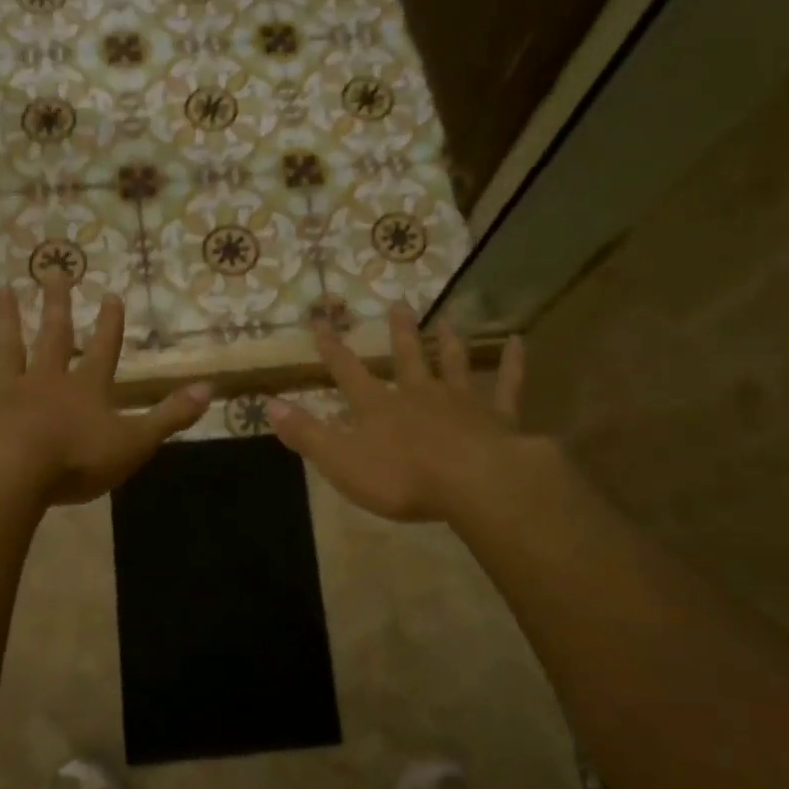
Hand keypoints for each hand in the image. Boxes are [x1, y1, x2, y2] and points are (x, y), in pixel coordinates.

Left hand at [0, 281, 211, 505]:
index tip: (112, 294)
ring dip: (6, 320)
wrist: (14, 472)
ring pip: (7, 349)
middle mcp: (47, 381)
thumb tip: (210, 388)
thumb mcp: (136, 441)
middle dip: (57, 305)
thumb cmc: (78, 459)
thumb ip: (170, 415)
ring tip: (2, 290)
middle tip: (54, 271)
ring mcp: (8, 393)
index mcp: (87, 389)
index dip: (111, 325)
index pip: (105, 350)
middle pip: (54, 337)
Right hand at [265, 305, 532, 522]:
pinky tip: (519, 341)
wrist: (472, 483)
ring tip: (446, 319)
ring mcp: (459, 402)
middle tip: (398, 305)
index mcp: (378, 407)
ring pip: (452, 364)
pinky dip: (513, 363)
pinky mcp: (497, 416)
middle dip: (398, 333)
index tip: (320, 321)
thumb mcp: (340, 460)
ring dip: (447, 342)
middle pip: (406, 358)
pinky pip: (507, 384)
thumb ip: (306, 433)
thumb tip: (268, 405)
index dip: (332, 349)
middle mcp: (417, 394)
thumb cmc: (401, 477)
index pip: (347, 371)